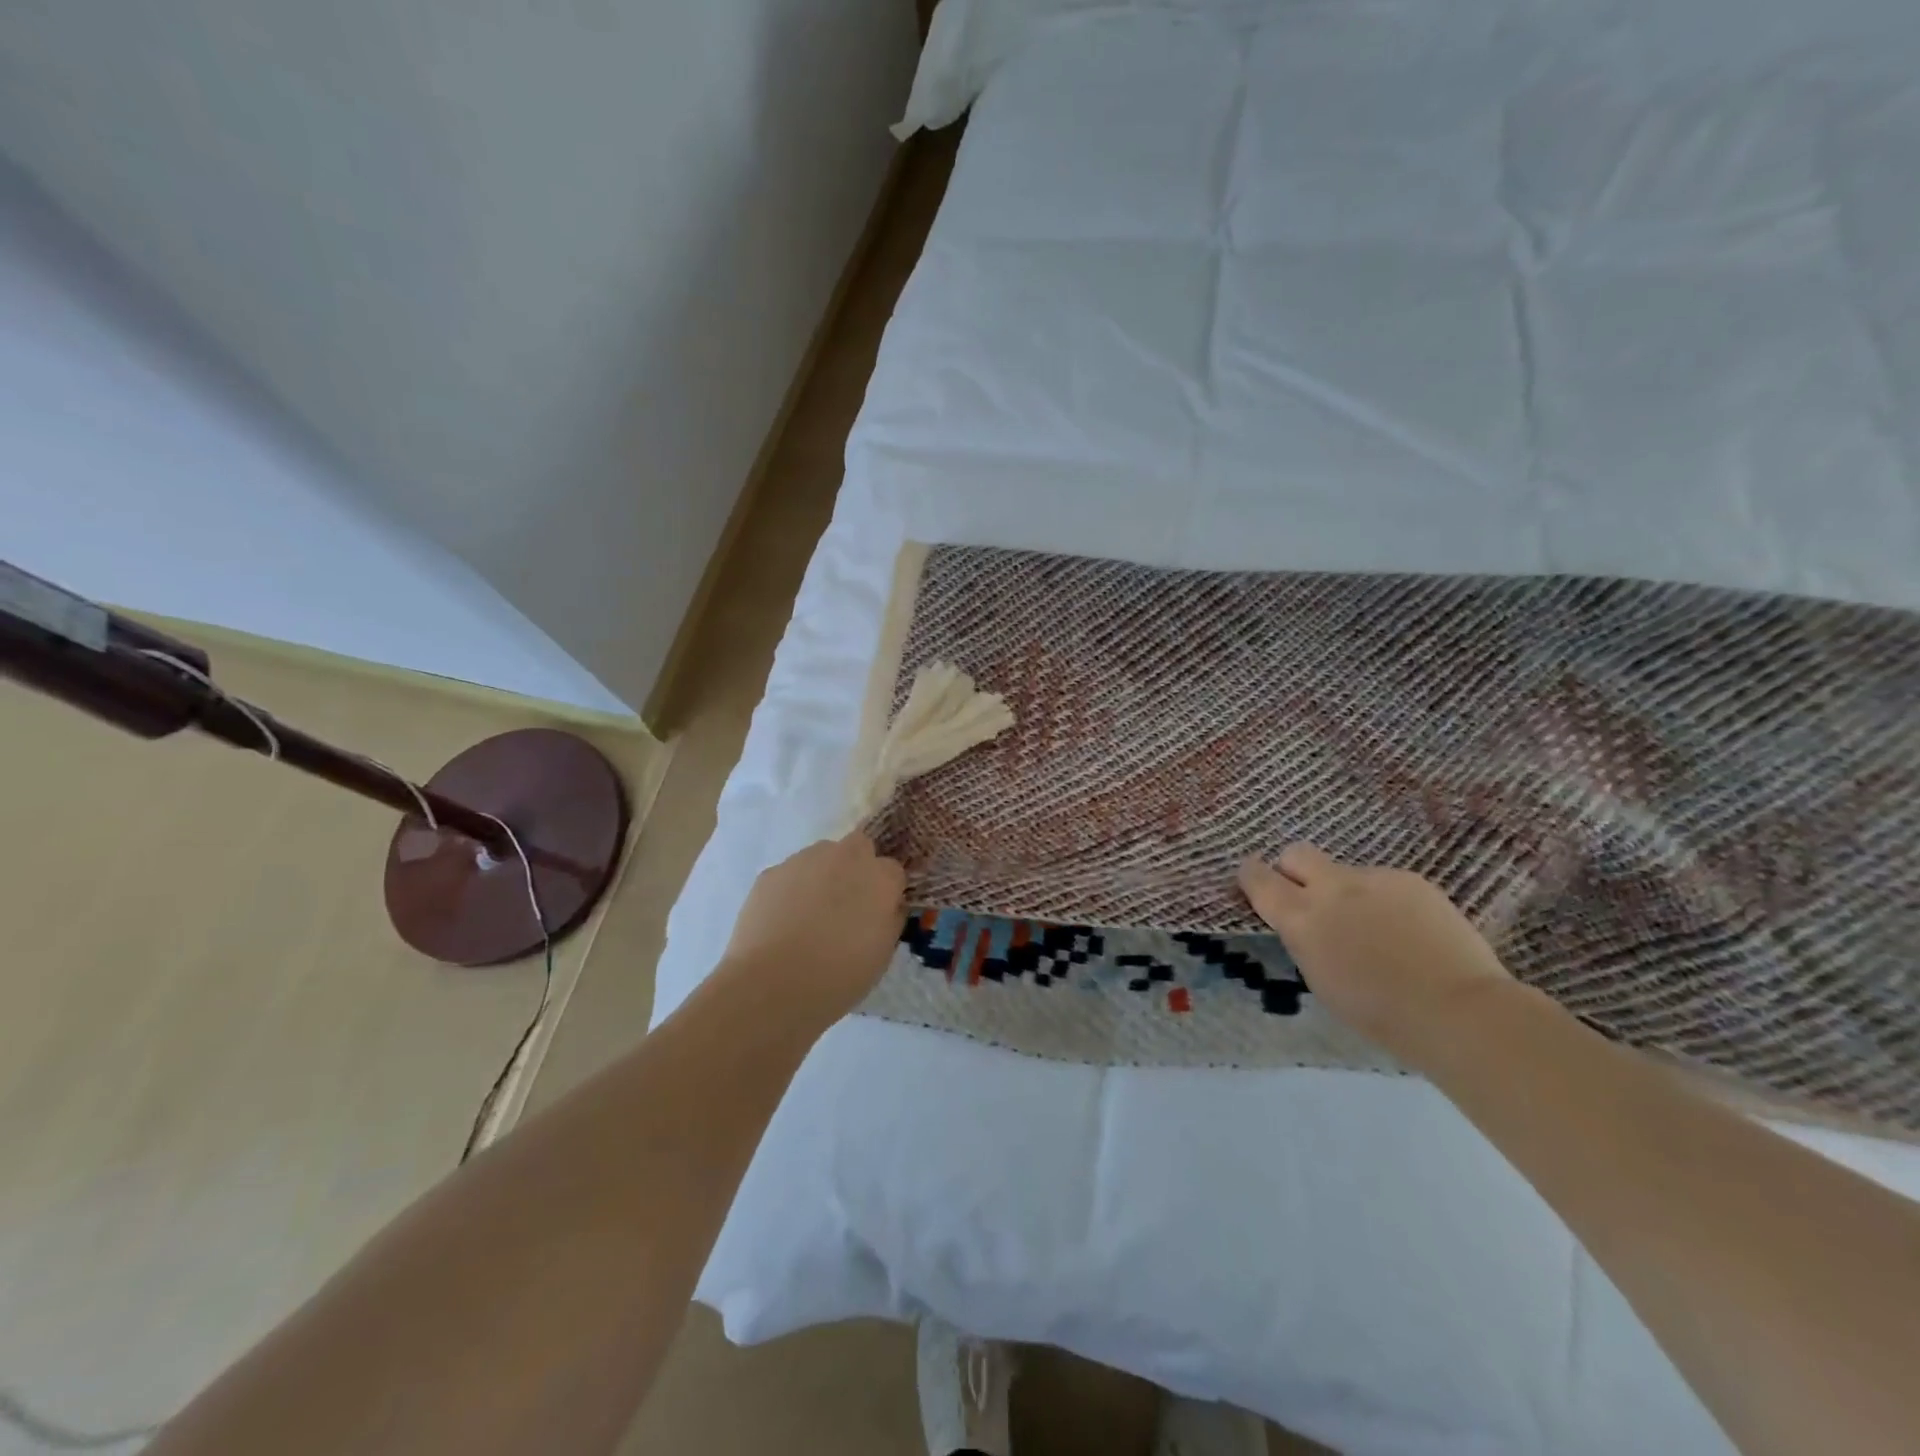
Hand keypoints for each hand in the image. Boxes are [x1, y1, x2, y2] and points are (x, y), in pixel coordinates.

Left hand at [721, 834, 907, 1024]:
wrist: (772, 983)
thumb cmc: (838, 975)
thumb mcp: (882, 955)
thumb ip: (890, 919)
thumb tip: (888, 906)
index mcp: (880, 878)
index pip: (893, 871)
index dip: (885, 891)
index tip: (877, 913)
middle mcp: (846, 858)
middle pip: (859, 847)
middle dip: (856, 867)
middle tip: (846, 904)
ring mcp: (805, 860)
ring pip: (821, 856)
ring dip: (823, 874)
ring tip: (809, 915)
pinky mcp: (772, 872)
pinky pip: (790, 874)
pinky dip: (790, 889)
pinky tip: (782, 921)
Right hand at [1238, 844, 1513, 1065]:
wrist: (1456, 1009)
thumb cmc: (1379, 1013)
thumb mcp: (1320, 978)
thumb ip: (1305, 939)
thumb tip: (1307, 924)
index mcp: (1300, 917)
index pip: (1258, 878)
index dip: (1251, 876)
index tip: (1254, 880)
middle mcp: (1330, 888)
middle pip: (1296, 853)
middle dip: (1294, 869)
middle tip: (1308, 896)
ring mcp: (1373, 878)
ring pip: (1346, 873)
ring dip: (1349, 893)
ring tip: (1377, 929)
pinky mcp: (1410, 880)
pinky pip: (1385, 884)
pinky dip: (1387, 902)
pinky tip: (1409, 932)